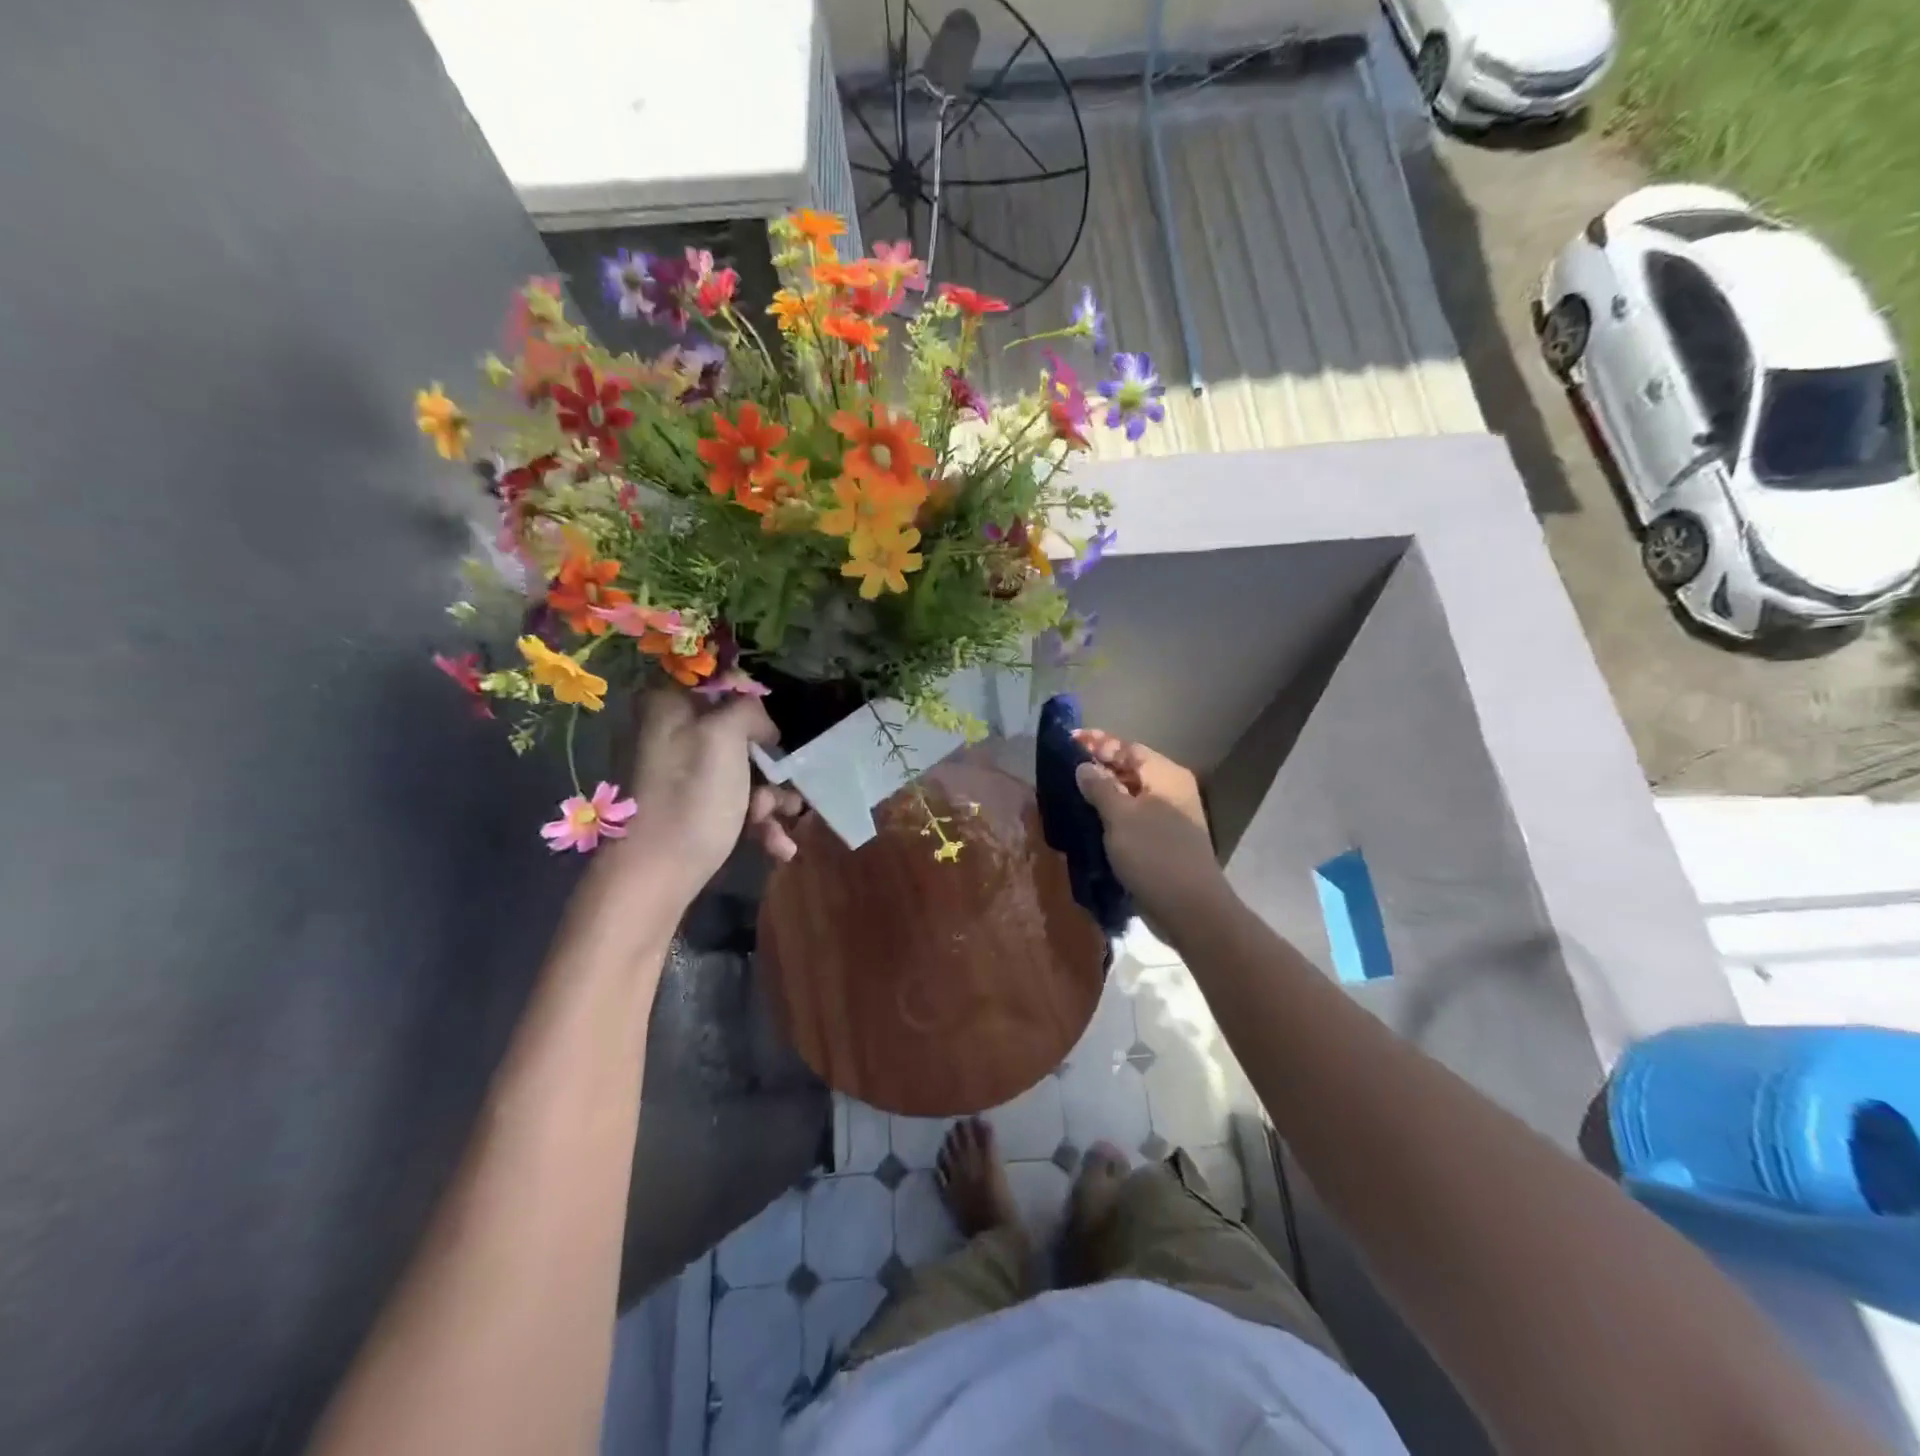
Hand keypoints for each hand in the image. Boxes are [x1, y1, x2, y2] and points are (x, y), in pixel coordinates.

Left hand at [599, 689, 804, 908]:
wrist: (654, 877)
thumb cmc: (691, 798)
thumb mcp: (724, 737)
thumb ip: (746, 709)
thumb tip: (759, 722)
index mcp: (668, 706)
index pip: (718, 683)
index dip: (751, 704)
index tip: (771, 733)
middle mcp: (670, 735)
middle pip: (737, 734)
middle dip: (768, 765)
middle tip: (784, 786)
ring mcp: (679, 775)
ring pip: (741, 773)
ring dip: (770, 799)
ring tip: (782, 822)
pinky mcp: (689, 810)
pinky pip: (733, 803)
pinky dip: (757, 823)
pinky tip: (779, 847)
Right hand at [1071, 729, 1228, 931]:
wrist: (1189, 909)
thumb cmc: (1155, 855)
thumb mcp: (1121, 817)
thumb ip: (1100, 787)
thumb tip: (1083, 767)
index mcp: (1166, 776)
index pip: (1128, 747)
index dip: (1098, 742)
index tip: (1068, 741)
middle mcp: (1170, 791)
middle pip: (1130, 769)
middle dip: (1098, 766)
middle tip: (1063, 767)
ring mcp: (1167, 818)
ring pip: (1129, 796)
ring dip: (1102, 793)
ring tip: (1069, 792)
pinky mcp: (1160, 843)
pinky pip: (1131, 819)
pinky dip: (1110, 816)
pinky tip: (1086, 820)